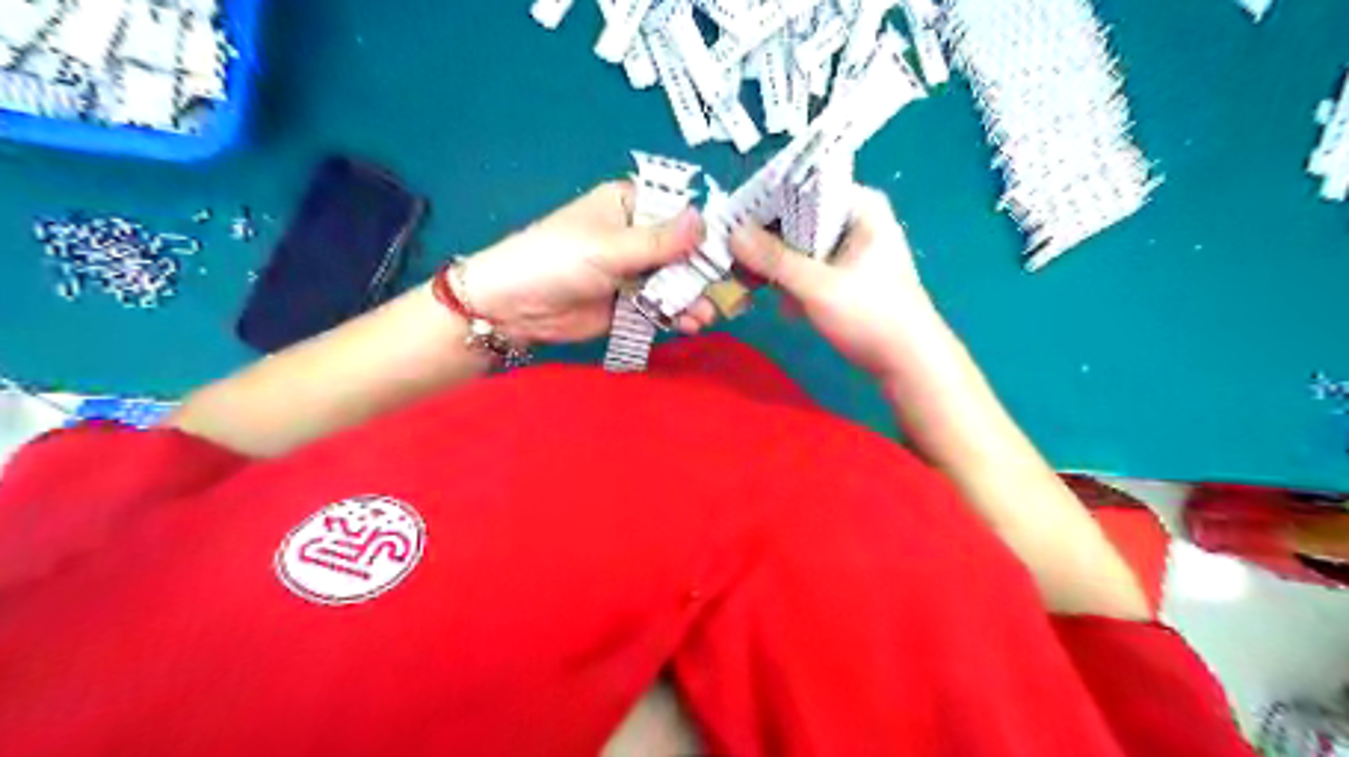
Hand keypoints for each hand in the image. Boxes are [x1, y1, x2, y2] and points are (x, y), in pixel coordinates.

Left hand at [459, 183, 720, 344]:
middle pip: (684, 250)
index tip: (739, 246)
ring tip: (707, 314)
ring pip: (676, 281)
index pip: (679, 210)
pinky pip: (662, 306)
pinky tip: (690, 324)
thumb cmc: (558, 259)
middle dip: (706, 270)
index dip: (708, 227)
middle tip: (732, 289)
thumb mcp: (611, 247)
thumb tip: (706, 222)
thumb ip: (661, 242)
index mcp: (630, 206)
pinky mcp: (630, 303)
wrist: (514, 307)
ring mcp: (635, 272)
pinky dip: (677, 314)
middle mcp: (637, 236)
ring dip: (694, 296)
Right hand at [729, 187, 939, 378]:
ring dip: (777, 267)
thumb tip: (732, 233)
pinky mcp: (846, 276)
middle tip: (735, 261)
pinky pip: (809, 268)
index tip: (732, 225)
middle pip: (798, 218)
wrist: (910, 363)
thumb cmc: (871, 316)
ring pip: (800, 246)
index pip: (801, 187)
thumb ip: (774, 259)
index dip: (764, 203)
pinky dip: (793, 283)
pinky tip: (785, 307)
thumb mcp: (817, 285)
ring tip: (753, 287)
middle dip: (767, 242)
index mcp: (859, 206)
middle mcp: (855, 219)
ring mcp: (852, 250)